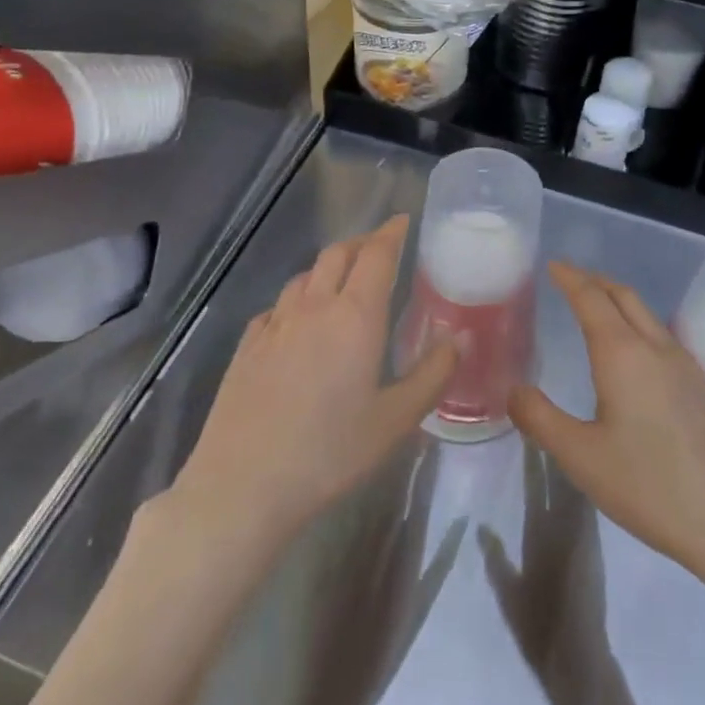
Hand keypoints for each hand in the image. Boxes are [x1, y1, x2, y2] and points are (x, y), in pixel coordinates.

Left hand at [169, 215, 455, 548]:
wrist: (244, 483)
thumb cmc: (330, 453)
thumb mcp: (395, 421)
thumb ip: (432, 374)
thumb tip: (461, 337)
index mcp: (354, 316)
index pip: (376, 255)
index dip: (391, 233)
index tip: (403, 221)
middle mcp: (313, 307)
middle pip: (337, 254)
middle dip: (361, 243)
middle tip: (379, 248)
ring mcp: (274, 324)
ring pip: (304, 277)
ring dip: (327, 268)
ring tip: (341, 281)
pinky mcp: (247, 345)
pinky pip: (277, 306)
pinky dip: (296, 300)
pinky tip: (297, 322)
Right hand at [509, 263, 704, 595]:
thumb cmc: (650, 486)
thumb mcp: (580, 457)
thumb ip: (540, 418)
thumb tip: (515, 390)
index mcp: (623, 354)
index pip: (592, 298)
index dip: (570, 278)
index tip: (553, 264)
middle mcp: (658, 349)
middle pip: (625, 297)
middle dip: (596, 281)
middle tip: (571, 279)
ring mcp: (689, 369)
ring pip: (649, 316)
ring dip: (620, 302)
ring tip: (599, 310)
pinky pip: (664, 339)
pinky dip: (640, 326)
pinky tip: (637, 357)